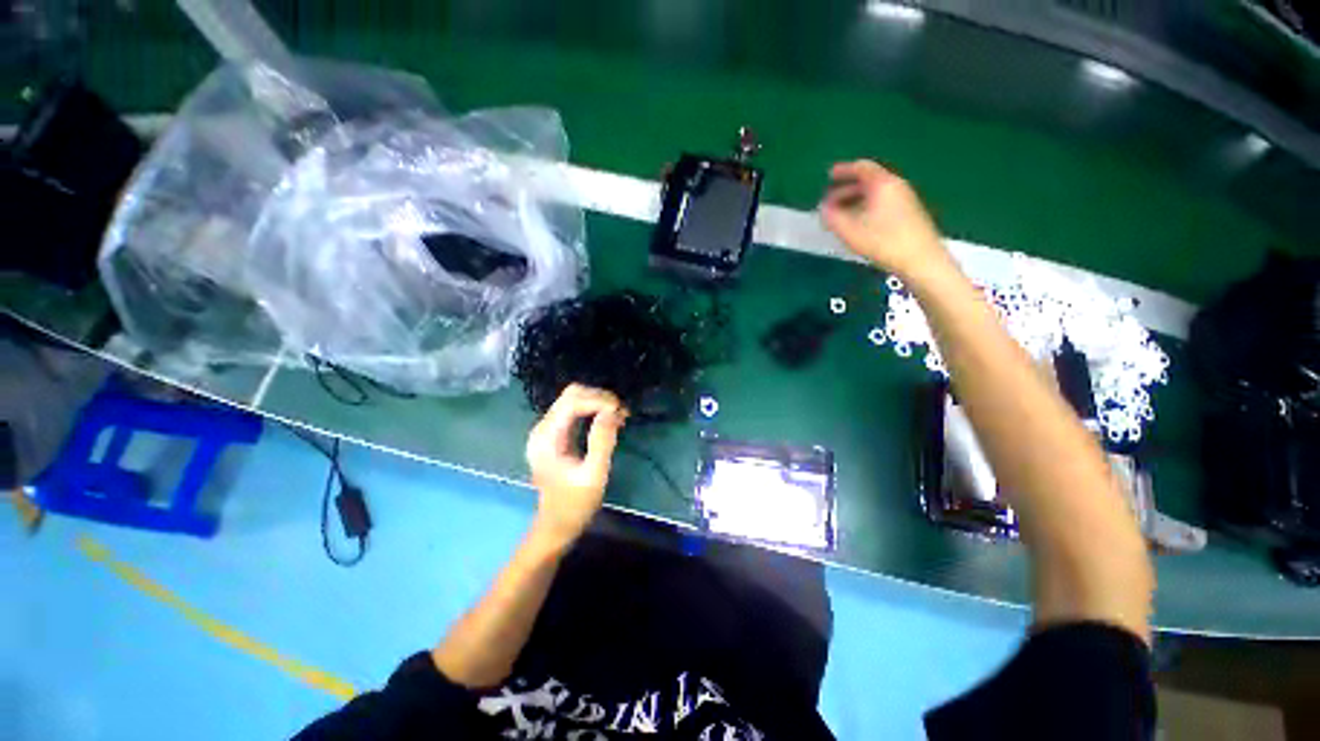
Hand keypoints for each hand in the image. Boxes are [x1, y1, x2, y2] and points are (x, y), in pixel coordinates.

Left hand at [525, 384, 626, 547]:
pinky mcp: (556, 433)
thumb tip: (612, 412)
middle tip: (622, 413)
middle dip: (599, 398)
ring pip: (574, 399)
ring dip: (598, 403)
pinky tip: (610, 421)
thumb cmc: (575, 505)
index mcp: (547, 438)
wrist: (556, 525)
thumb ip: (602, 442)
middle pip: (572, 395)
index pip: (572, 401)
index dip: (598, 400)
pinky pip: (576, 410)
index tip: (621, 412)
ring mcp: (548, 429)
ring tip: (620, 417)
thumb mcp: (594, 475)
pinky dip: (594, 410)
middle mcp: (543, 428)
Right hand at [820, 160, 950, 281]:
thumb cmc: (883, 242)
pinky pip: (883, 202)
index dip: (843, 170)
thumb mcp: (850, 231)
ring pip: (876, 193)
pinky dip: (866, 207)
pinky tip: (858, 224)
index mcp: (882, 184)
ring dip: (855, 200)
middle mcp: (896, 186)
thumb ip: (833, 218)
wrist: (921, 259)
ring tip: (840, 215)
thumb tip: (824, 208)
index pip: (861, 168)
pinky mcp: (909, 213)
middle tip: (830, 201)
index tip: (829, 176)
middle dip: (846, 189)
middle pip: (868, 180)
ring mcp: (905, 199)